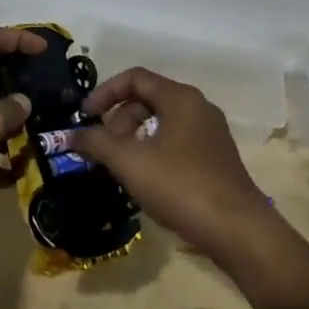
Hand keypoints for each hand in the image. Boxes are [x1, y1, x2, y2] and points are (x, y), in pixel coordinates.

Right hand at [68, 67, 276, 262]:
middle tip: (102, 149)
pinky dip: (152, 150)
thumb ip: (96, 143)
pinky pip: (175, 141)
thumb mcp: (130, 163)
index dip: (105, 92)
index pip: (135, 78)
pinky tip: (144, 178)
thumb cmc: (181, 186)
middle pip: (148, 99)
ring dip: (133, 137)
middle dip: (118, 120)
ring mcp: (210, 133)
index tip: (85, 116)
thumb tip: (71, 135)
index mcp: (180, 98)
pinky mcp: (215, 157)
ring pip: (161, 122)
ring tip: (119, 166)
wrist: (238, 231)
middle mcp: (198, 107)